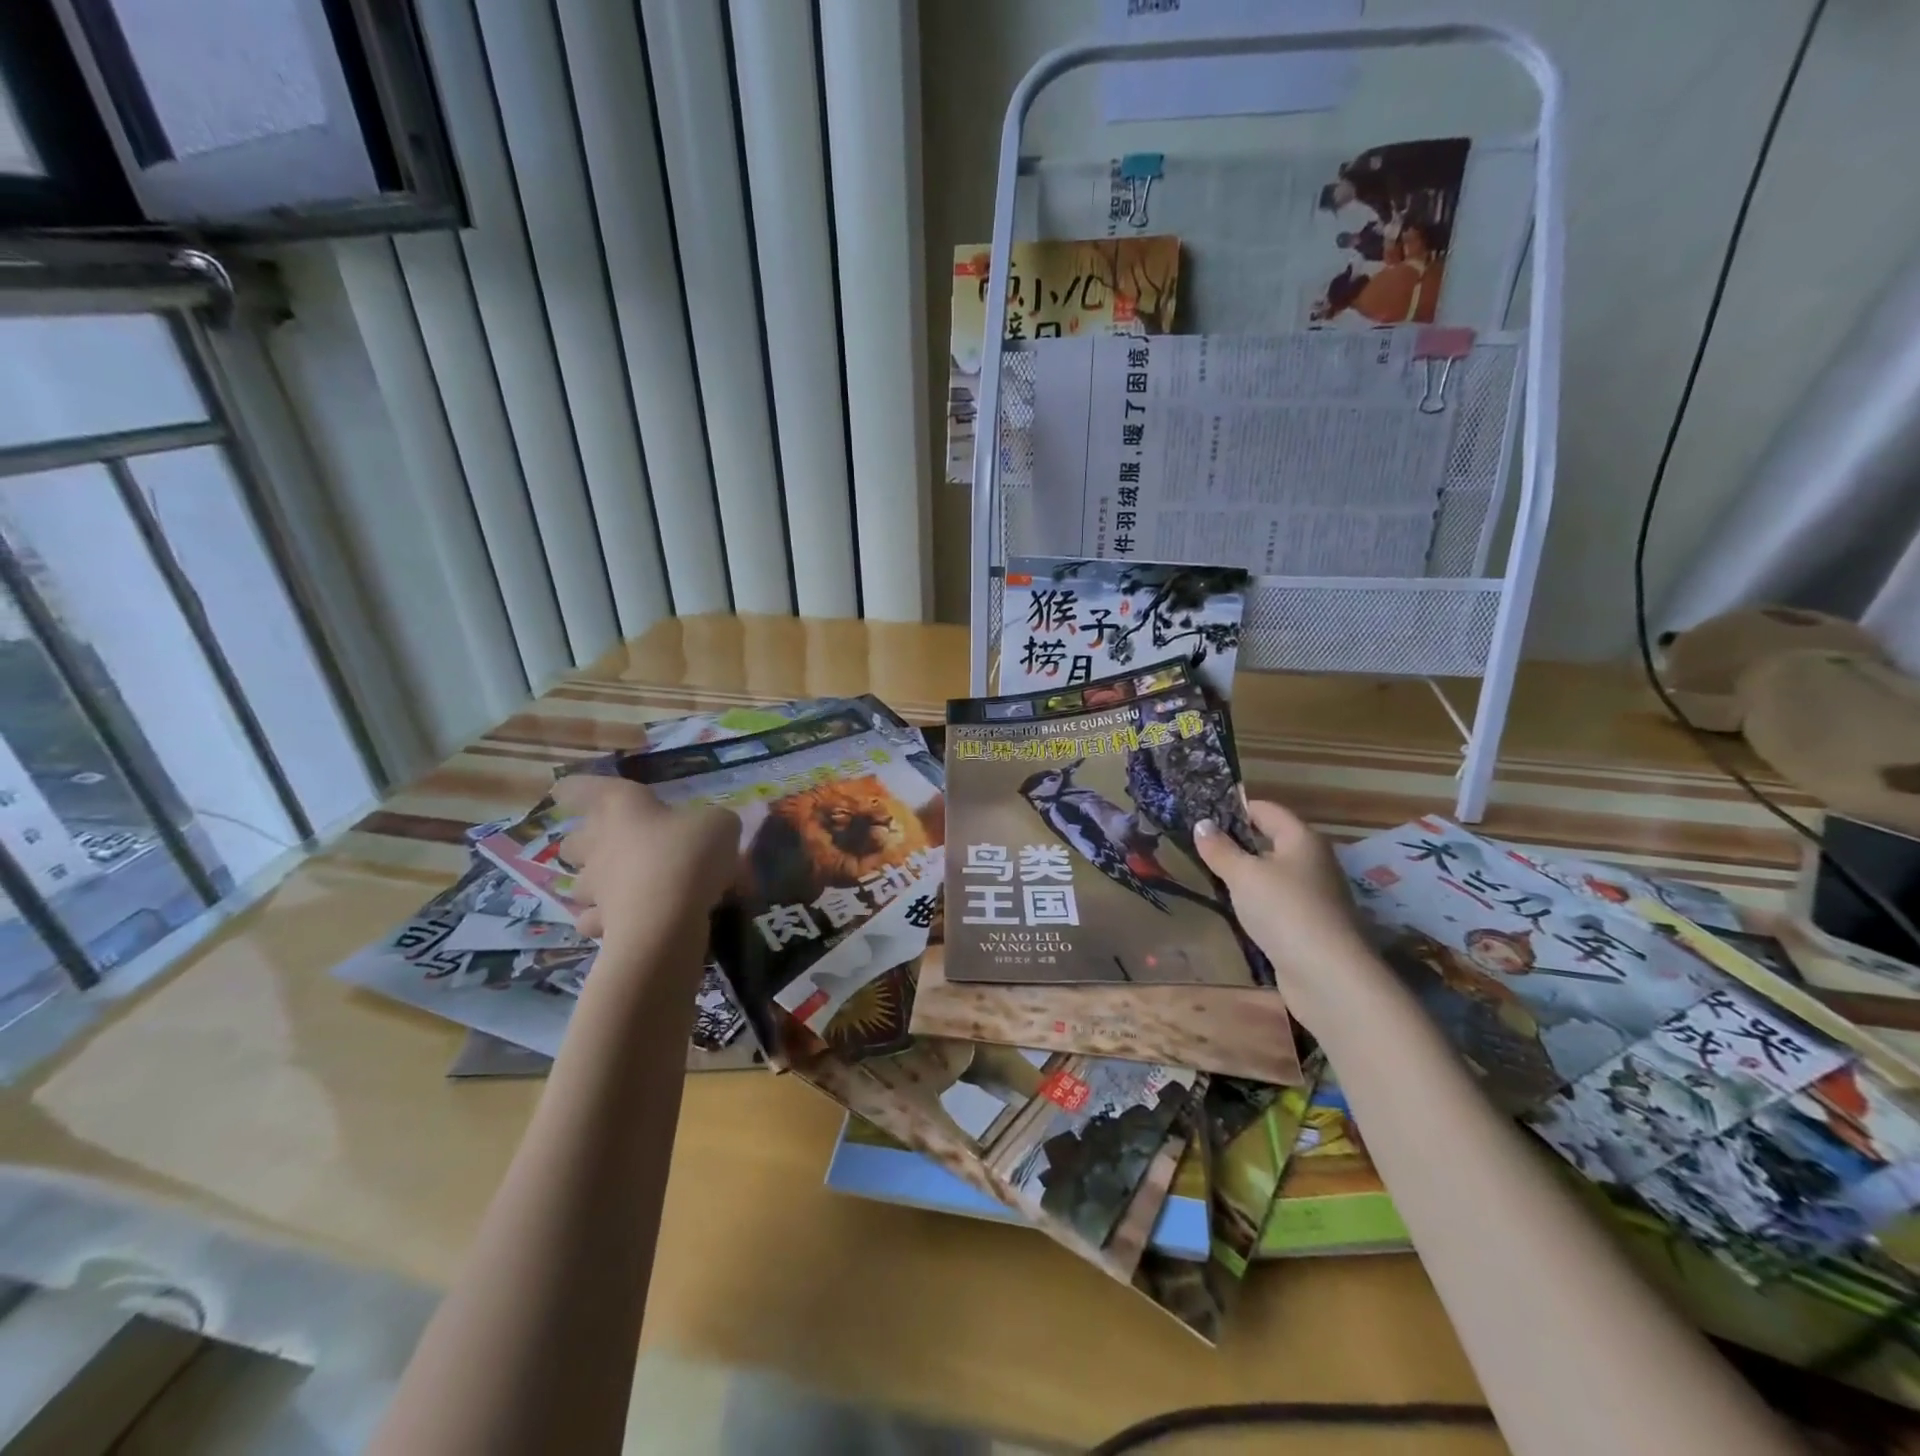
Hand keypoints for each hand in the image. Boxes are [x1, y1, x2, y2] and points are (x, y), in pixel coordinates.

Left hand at [552, 776, 739, 948]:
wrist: (666, 920)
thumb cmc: (688, 855)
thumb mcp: (720, 824)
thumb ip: (712, 823)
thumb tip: (710, 832)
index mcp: (621, 807)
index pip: (581, 789)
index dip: (575, 789)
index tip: (565, 793)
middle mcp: (598, 844)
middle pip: (572, 842)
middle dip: (586, 844)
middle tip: (613, 847)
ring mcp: (595, 887)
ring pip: (580, 884)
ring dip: (597, 885)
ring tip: (624, 889)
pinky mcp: (599, 925)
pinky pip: (595, 921)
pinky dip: (607, 922)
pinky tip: (629, 923)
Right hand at [1194, 800, 1377, 1031]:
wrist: (1328, 976)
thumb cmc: (1284, 910)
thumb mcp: (1243, 875)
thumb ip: (1220, 849)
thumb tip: (1201, 824)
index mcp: (1302, 839)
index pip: (1267, 810)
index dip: (1236, 808)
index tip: (1203, 813)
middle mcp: (1313, 862)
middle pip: (1271, 842)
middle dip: (1237, 843)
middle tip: (1199, 846)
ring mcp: (1315, 896)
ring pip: (1273, 875)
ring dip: (1245, 876)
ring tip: (1209, 876)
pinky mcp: (1310, 927)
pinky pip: (1277, 904)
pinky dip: (1256, 903)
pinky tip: (1234, 910)